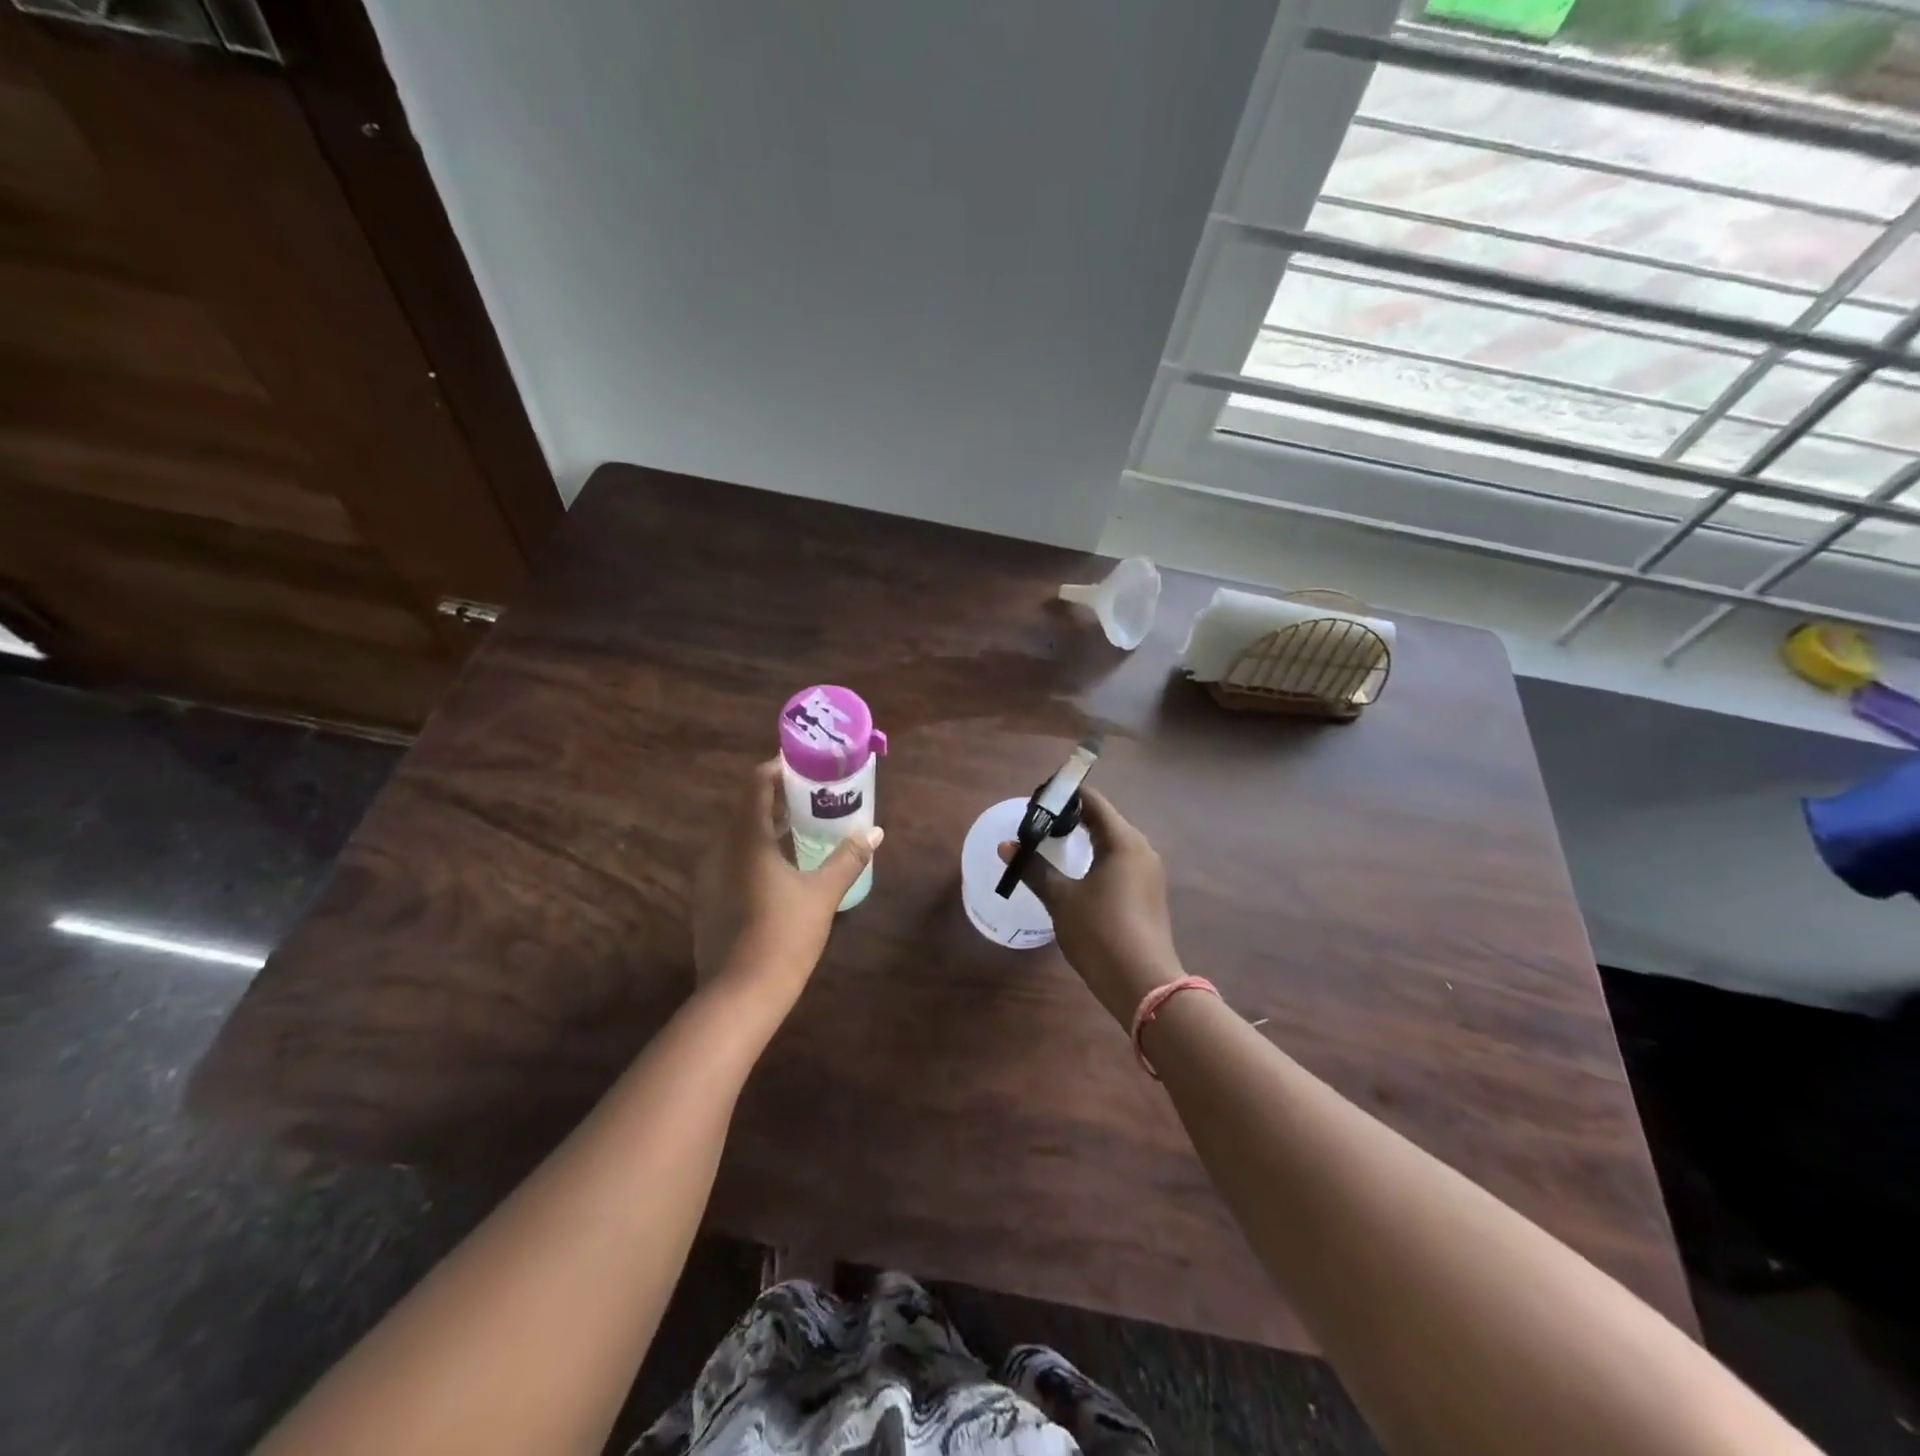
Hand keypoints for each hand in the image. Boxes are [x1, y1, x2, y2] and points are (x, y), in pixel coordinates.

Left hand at [694, 759, 882, 1004]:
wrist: (739, 995)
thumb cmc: (784, 935)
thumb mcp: (822, 894)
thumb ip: (848, 859)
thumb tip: (875, 833)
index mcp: (745, 839)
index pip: (756, 785)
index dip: (777, 769)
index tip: (804, 765)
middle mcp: (720, 850)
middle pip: (747, 809)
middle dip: (778, 799)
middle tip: (813, 797)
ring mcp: (709, 877)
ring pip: (739, 838)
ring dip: (768, 827)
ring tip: (803, 829)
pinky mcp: (708, 901)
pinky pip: (732, 861)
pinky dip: (755, 853)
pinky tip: (781, 870)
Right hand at [998, 788, 1181, 1024]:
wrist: (1143, 984)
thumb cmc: (1100, 932)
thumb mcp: (1061, 899)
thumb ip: (1034, 869)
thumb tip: (1007, 846)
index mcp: (1123, 840)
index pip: (1093, 801)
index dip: (1063, 795)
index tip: (1036, 802)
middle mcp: (1142, 849)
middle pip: (1104, 819)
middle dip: (1071, 817)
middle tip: (1038, 824)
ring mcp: (1149, 872)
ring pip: (1112, 842)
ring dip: (1084, 839)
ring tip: (1052, 846)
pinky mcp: (1148, 893)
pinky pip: (1119, 862)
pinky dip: (1097, 858)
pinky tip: (1077, 874)